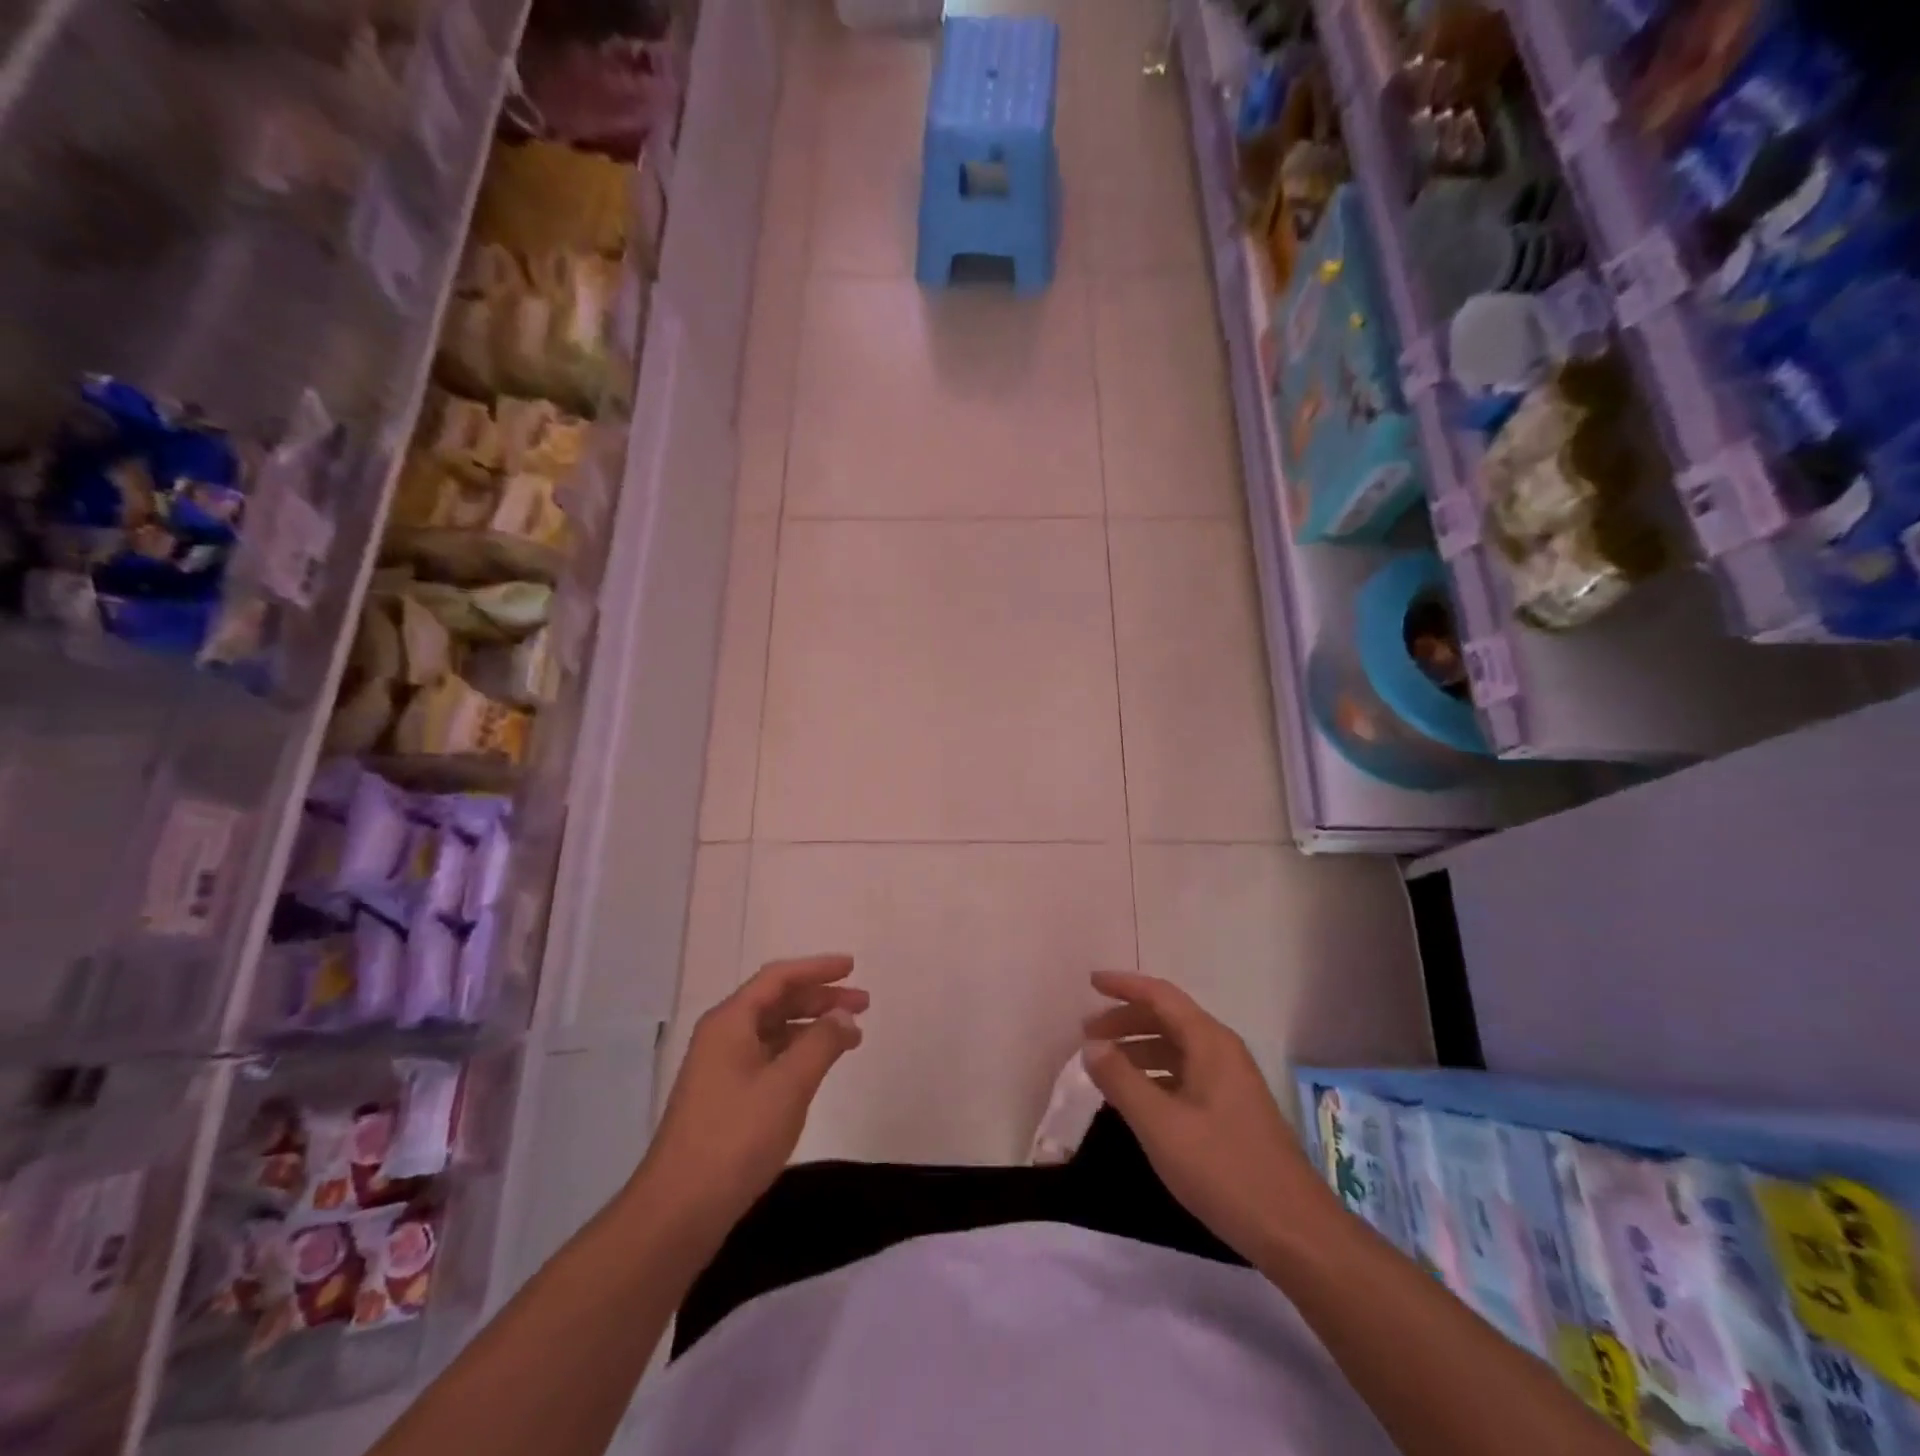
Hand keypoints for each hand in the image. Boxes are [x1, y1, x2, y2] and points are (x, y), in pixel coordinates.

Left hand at [637, 955, 866, 1233]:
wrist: (678, 1211)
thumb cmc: (735, 1138)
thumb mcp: (788, 1085)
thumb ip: (821, 1043)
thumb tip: (844, 1015)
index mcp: (730, 1022)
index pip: (778, 978)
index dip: (817, 968)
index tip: (852, 967)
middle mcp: (722, 1036)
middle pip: (776, 1001)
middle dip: (820, 998)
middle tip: (863, 1004)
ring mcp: (721, 1068)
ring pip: (773, 1031)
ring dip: (812, 1027)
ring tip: (851, 1036)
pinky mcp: (724, 1098)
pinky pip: (768, 1057)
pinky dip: (798, 1053)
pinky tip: (818, 1066)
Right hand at [1081, 971, 1330, 1264]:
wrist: (1294, 1231)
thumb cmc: (1223, 1169)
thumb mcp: (1160, 1125)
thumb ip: (1121, 1080)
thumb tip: (1091, 1045)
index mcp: (1209, 1042)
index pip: (1160, 995)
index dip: (1124, 985)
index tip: (1091, 982)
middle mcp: (1222, 1051)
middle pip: (1168, 1018)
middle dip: (1126, 1020)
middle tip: (1087, 1033)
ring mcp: (1231, 1081)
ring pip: (1176, 1048)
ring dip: (1139, 1048)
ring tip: (1104, 1064)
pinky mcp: (1233, 1109)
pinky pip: (1185, 1073)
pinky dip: (1155, 1074)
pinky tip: (1137, 1097)